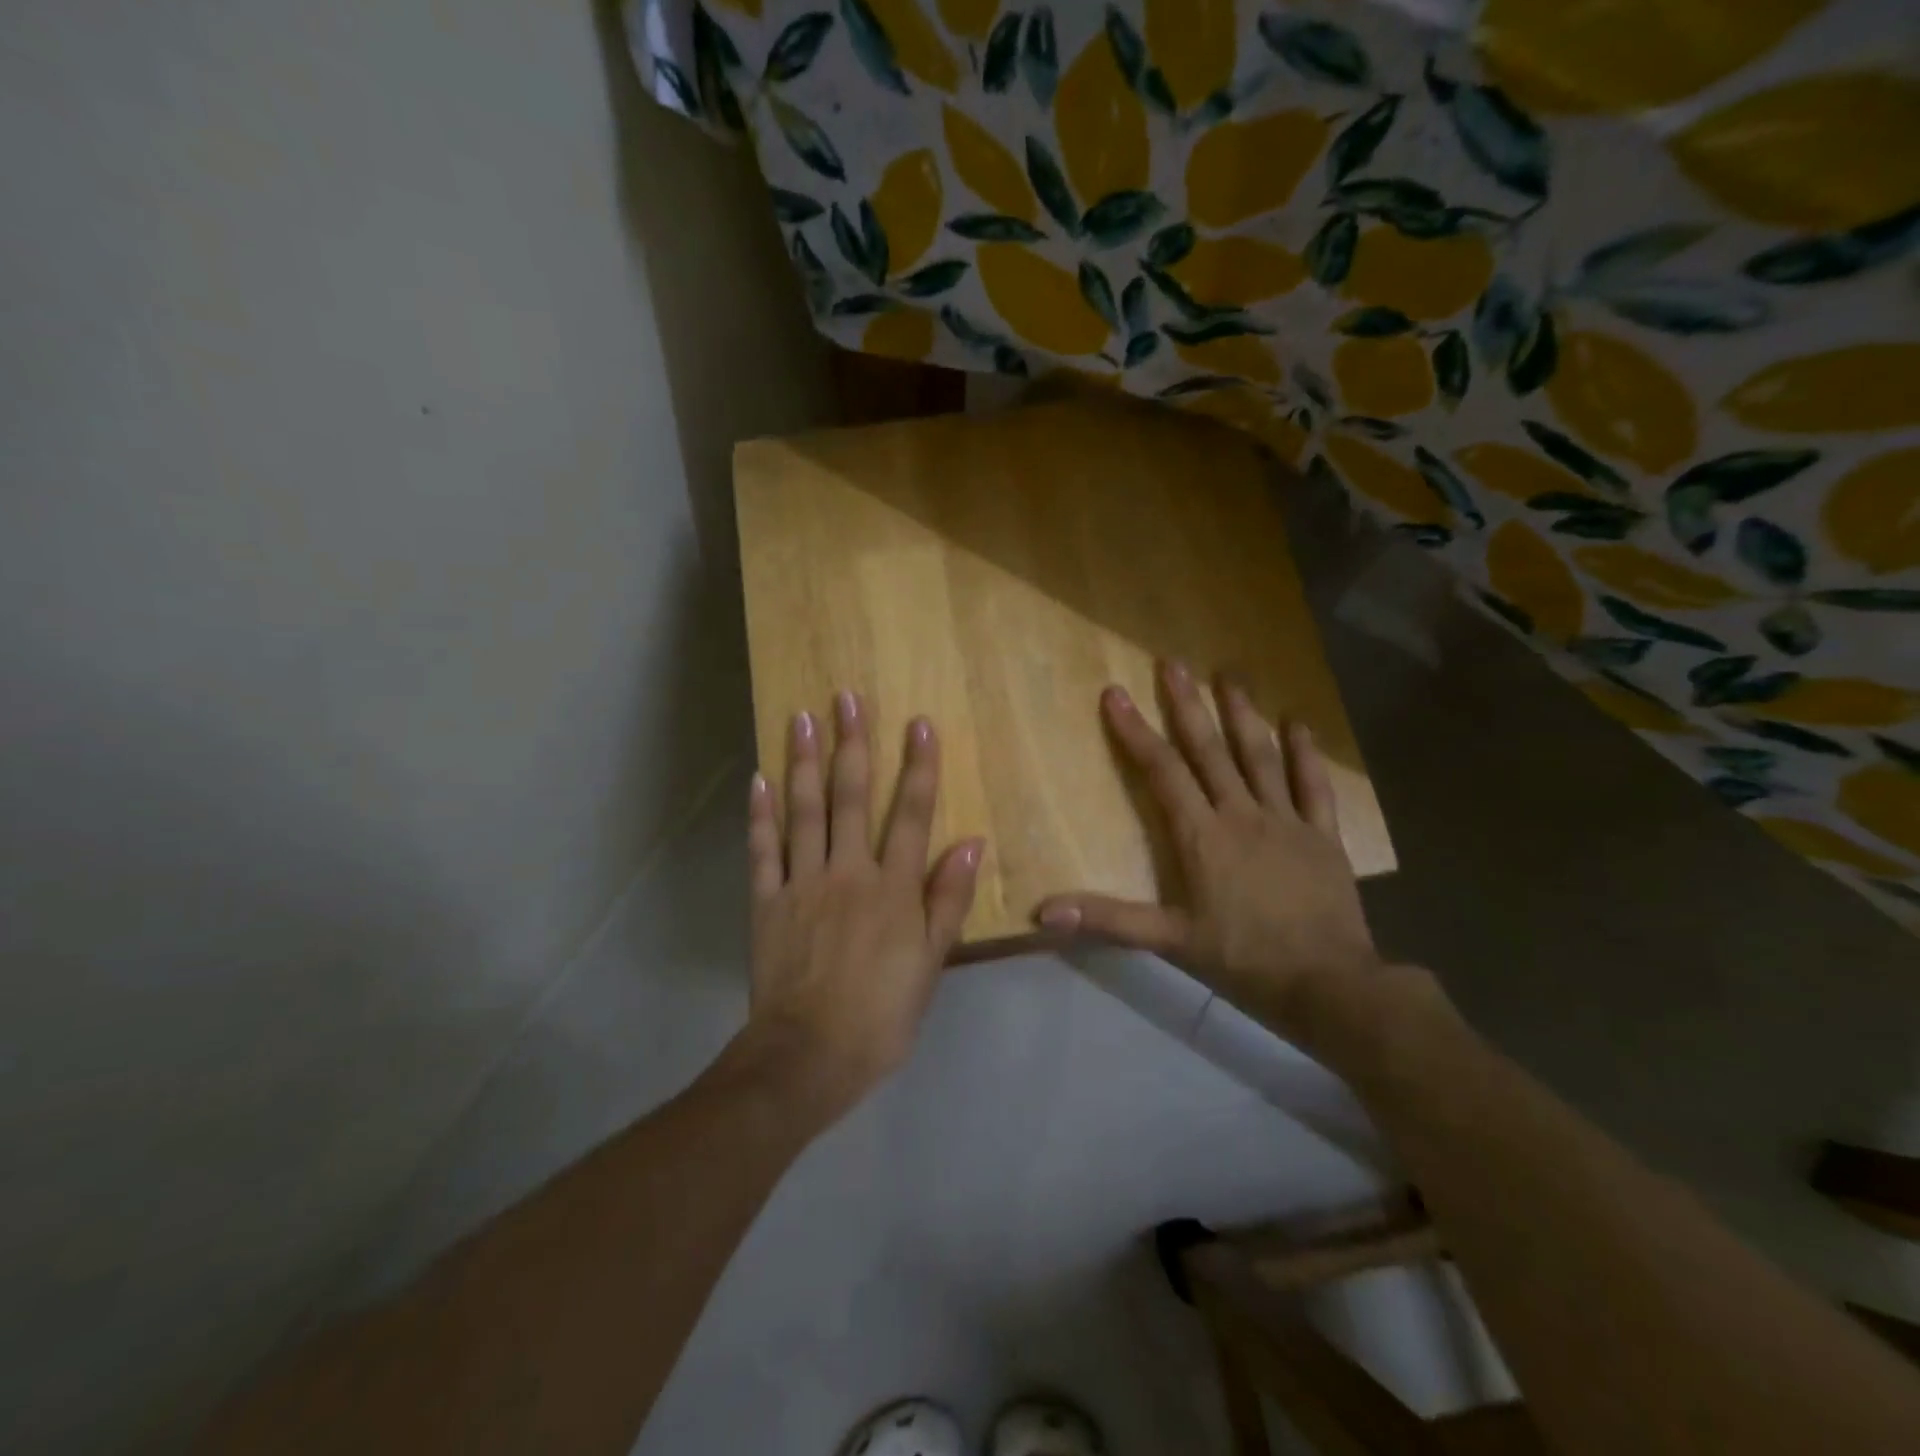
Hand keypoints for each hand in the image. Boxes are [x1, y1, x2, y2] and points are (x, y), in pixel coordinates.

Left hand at [740, 691, 982, 1125]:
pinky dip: (760, 814)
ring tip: (803, 717)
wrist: (809, 1056)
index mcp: (893, 889)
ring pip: (804, 811)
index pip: (911, 814)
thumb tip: (970, 842)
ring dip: (805, 762)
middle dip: (853, 744)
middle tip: (847, 697)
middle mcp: (848, 872)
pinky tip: (760, 778)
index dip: (918, 767)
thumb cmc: (881, 1015)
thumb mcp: (930, 964)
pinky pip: (762, 850)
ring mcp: (802, 883)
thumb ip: (948, 900)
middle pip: (851, 798)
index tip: (919, 723)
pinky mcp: (767, 902)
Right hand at [1035, 662, 1382, 1046]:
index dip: (1135, 732)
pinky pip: (1313, 786)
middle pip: (1209, 751)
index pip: (1162, 772)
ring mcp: (1286, 820)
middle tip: (1173, 663)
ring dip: (1243, 714)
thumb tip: (1043, 912)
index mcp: (1202, 836)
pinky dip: (1306, 754)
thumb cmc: (1243, 960)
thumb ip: (1108, 920)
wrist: (1328, 985)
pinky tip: (1298, 724)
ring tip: (1229, 675)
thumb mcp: (1170, 941)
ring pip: (1260, 757)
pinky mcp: (1322, 835)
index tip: (1115, 694)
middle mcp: (1241, 814)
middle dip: (1187, 706)